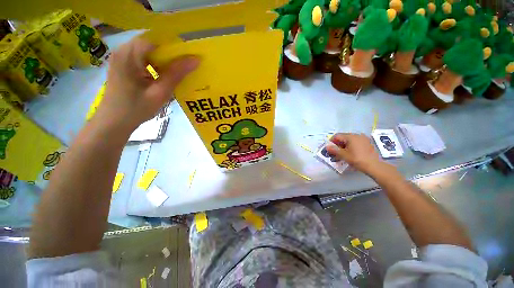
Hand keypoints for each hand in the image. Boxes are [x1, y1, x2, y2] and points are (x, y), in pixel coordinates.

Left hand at [96, 37, 199, 132]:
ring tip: (173, 75)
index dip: (174, 47)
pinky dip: (155, 65)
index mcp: (129, 55)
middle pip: (152, 44)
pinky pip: (143, 58)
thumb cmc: (136, 109)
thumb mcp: (160, 92)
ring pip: (148, 51)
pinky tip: (160, 78)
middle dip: (169, 55)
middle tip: (183, 69)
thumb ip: (176, 74)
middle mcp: (123, 50)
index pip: (156, 40)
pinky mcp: (123, 64)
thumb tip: (195, 60)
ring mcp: (121, 57)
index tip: (188, 59)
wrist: (113, 122)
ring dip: (163, 61)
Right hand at [325, 133, 384, 173]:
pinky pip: (355, 143)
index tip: (329, 148)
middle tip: (334, 152)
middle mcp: (357, 135)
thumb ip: (334, 150)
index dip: (331, 141)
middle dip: (337, 144)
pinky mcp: (367, 143)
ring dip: (343, 146)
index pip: (337, 136)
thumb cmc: (357, 159)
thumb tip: (326, 146)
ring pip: (349, 140)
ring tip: (341, 154)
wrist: (374, 166)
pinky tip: (350, 153)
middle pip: (343, 137)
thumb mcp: (343, 155)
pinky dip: (350, 147)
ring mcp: (363, 139)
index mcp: (351, 136)